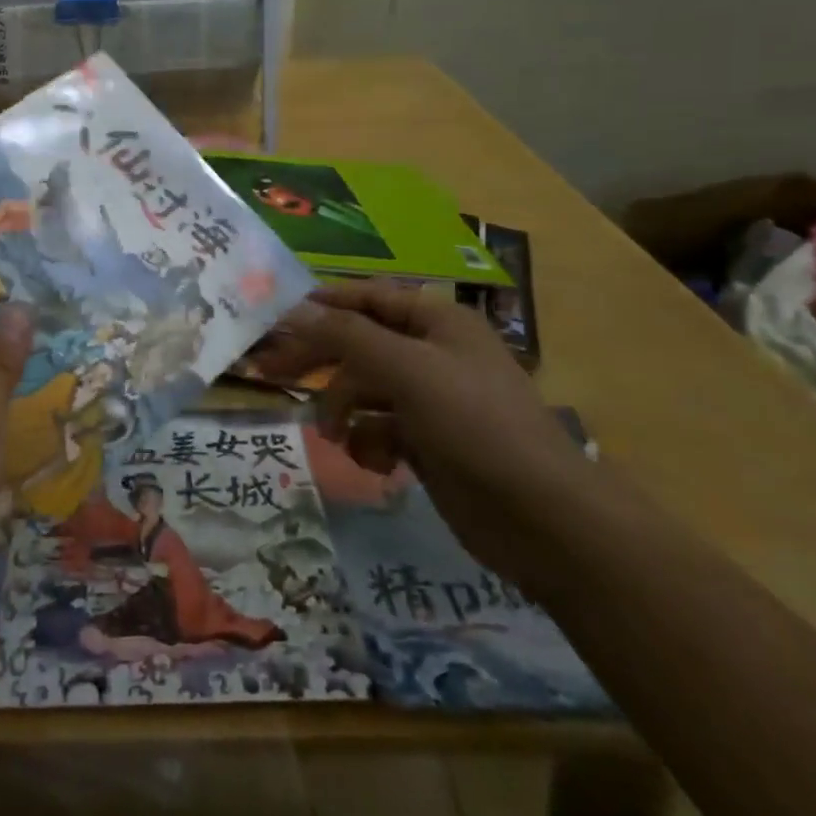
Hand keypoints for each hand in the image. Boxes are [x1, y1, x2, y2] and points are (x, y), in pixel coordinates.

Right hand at [261, 282, 599, 587]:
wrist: (542, 518)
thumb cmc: (475, 424)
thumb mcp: (408, 370)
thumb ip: (348, 336)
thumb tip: (295, 310)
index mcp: (437, 322)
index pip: (368, 298)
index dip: (324, 304)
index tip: (278, 318)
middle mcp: (432, 353)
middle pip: (359, 344)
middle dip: (322, 362)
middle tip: (273, 373)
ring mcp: (430, 400)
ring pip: (364, 390)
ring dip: (344, 411)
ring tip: (335, 437)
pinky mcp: (427, 443)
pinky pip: (379, 429)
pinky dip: (369, 443)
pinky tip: (375, 463)